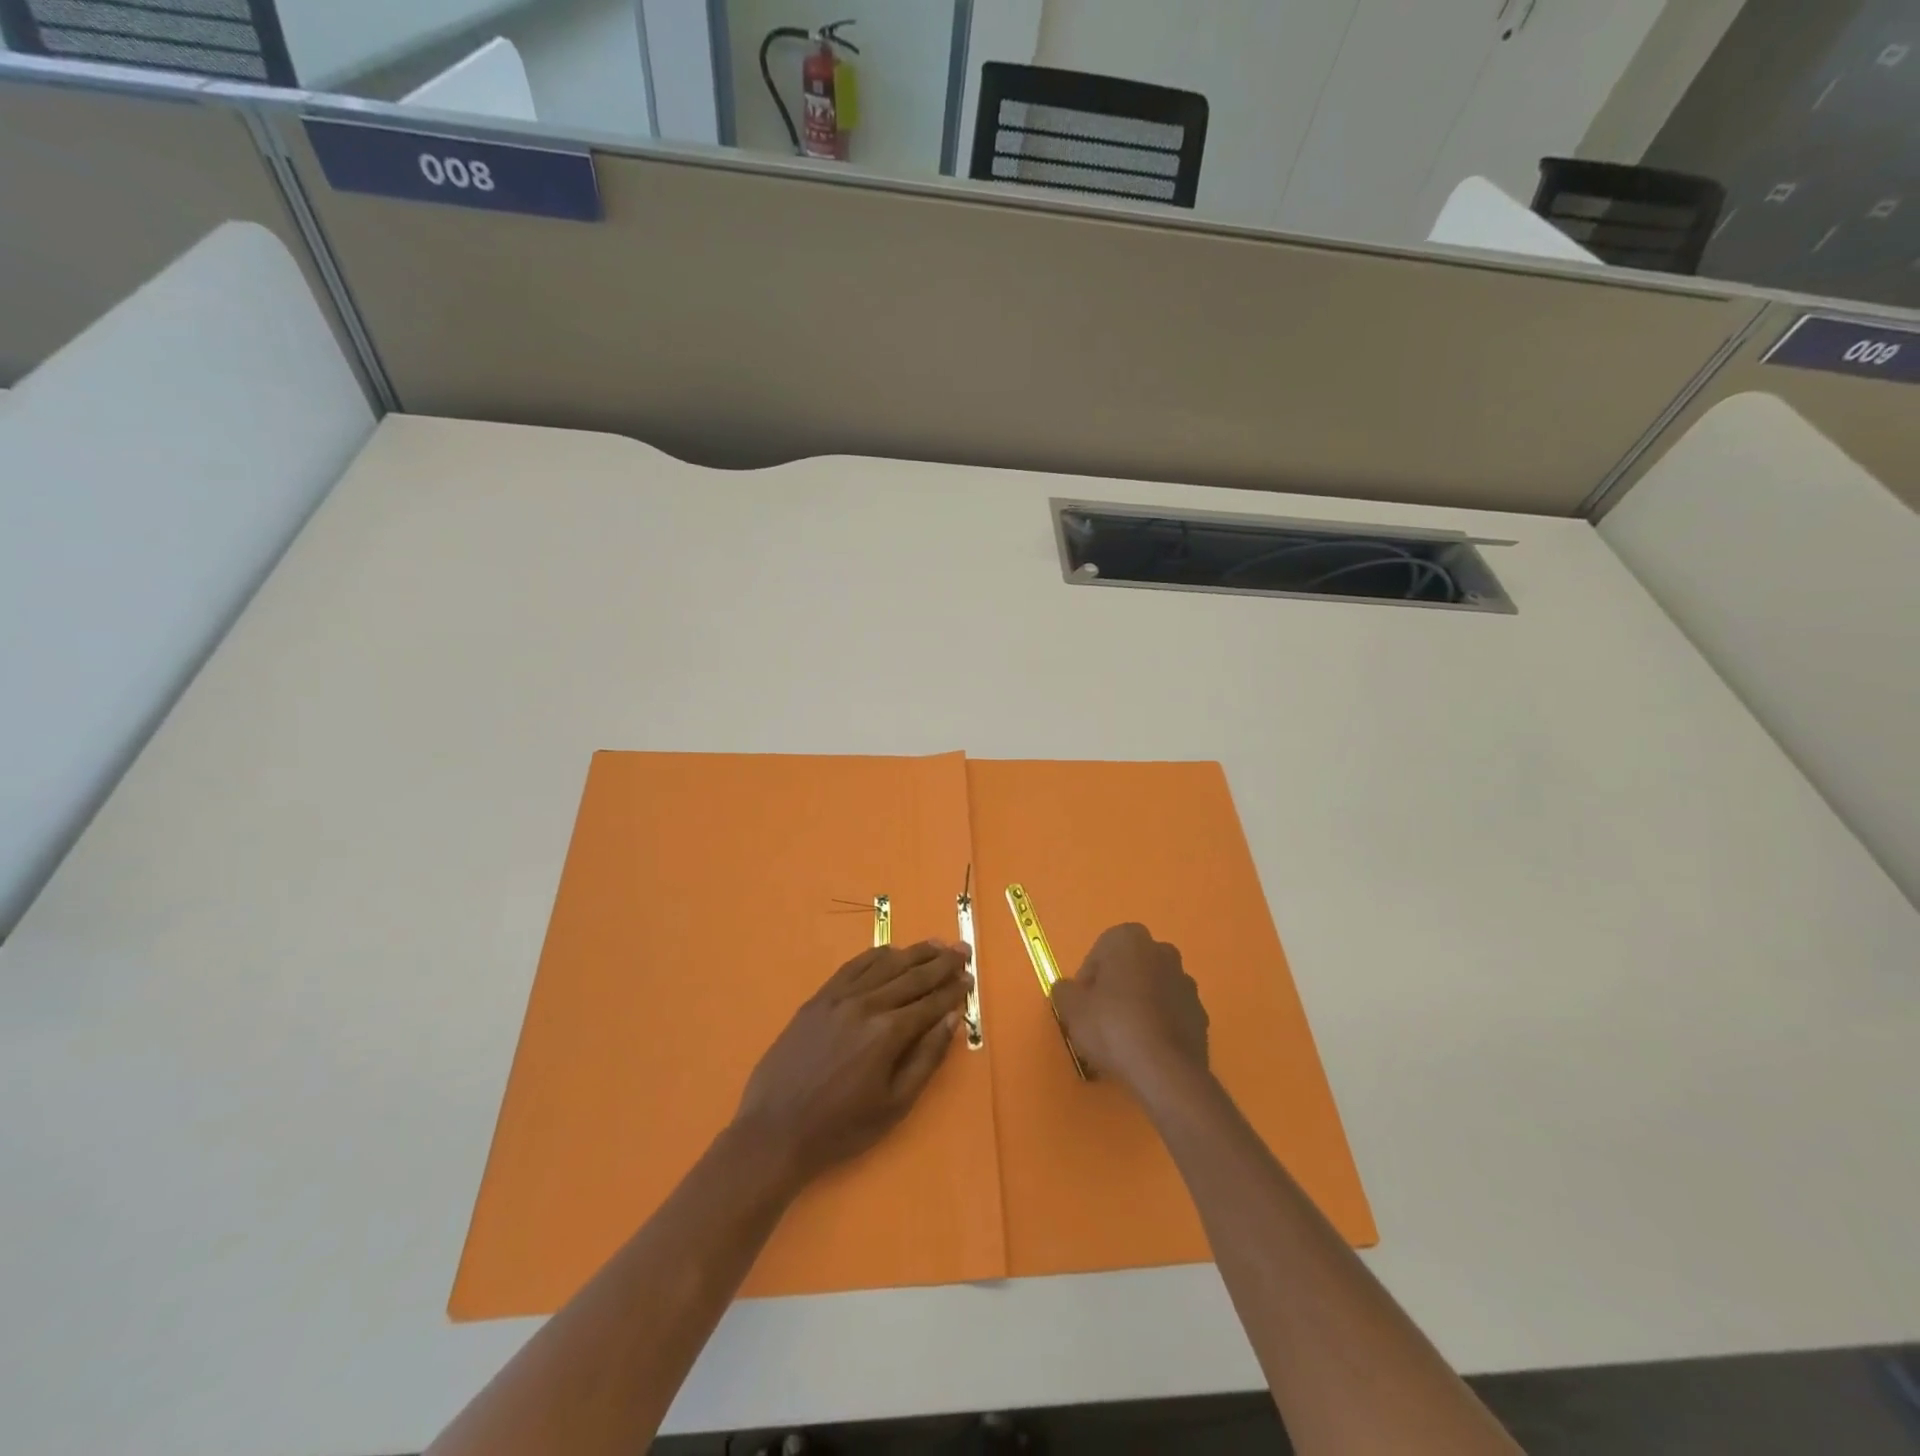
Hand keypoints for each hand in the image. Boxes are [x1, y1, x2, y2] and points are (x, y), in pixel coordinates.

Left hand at [734, 940, 971, 1188]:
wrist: (775, 1130)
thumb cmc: (841, 1127)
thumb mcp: (895, 1104)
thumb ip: (927, 1058)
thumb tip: (952, 1019)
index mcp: (888, 1033)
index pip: (930, 1002)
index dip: (954, 990)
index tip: (970, 977)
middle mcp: (866, 1004)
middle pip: (912, 976)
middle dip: (941, 963)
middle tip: (963, 949)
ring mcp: (839, 997)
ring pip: (884, 965)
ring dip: (913, 953)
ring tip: (936, 944)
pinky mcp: (818, 998)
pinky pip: (853, 966)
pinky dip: (875, 955)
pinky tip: (890, 951)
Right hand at [1051, 924, 1208, 1095]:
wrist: (1164, 1069)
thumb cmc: (1112, 1026)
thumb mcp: (1071, 1008)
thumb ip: (1064, 991)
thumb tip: (1067, 990)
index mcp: (1129, 939)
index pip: (1100, 952)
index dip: (1088, 979)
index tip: (1083, 1005)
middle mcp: (1162, 951)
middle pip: (1129, 968)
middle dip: (1116, 988)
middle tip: (1100, 1019)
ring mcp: (1186, 983)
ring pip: (1152, 990)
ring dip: (1139, 1005)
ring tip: (1124, 1039)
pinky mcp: (1201, 1014)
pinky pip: (1171, 1014)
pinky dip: (1159, 1025)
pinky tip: (1146, 1050)